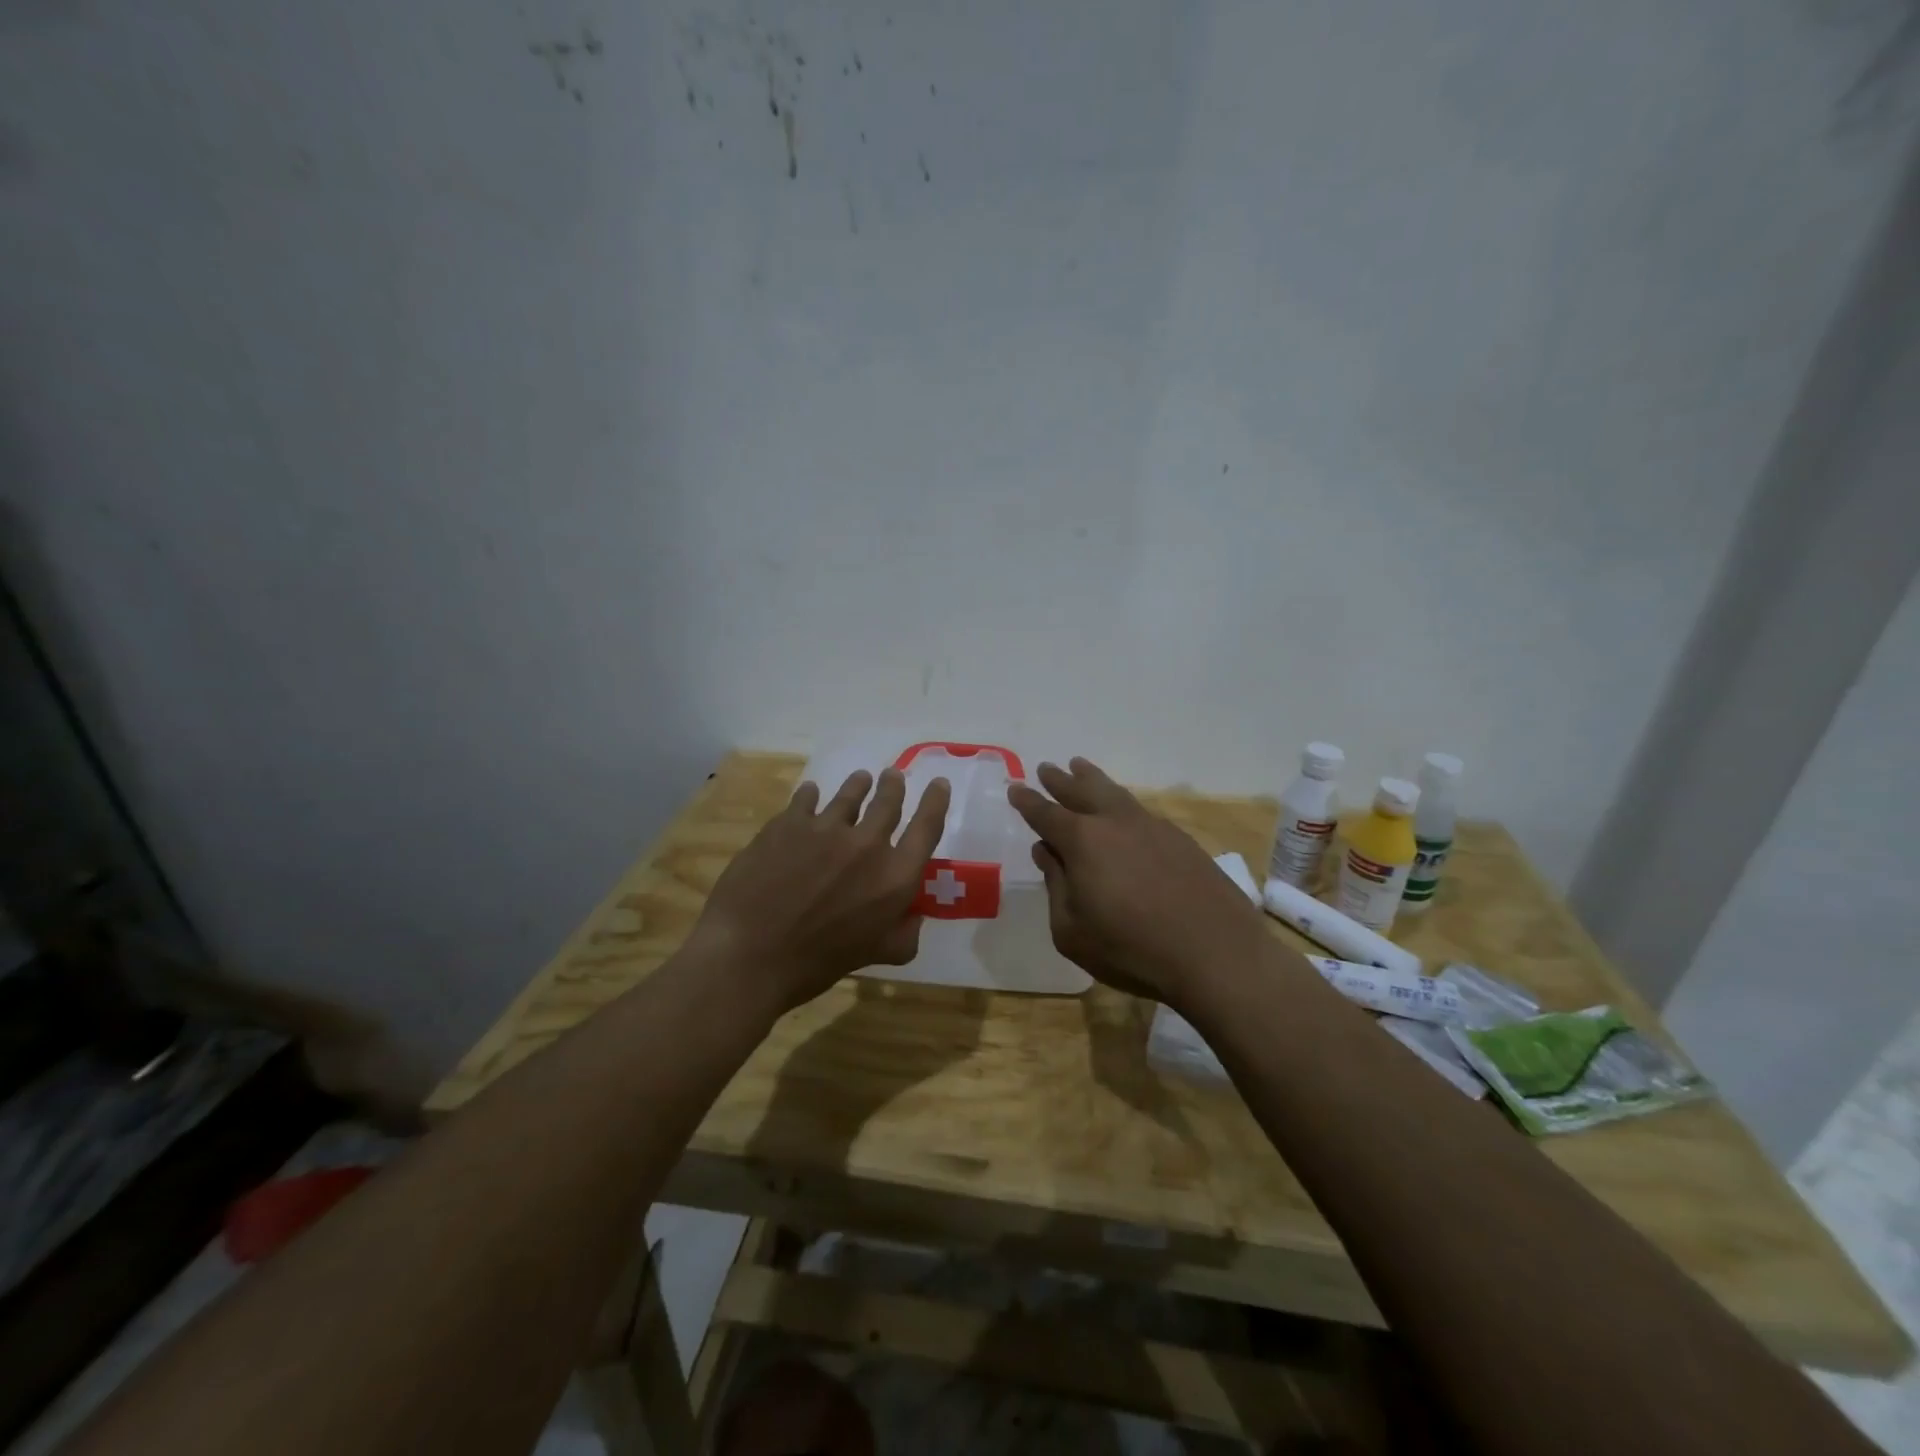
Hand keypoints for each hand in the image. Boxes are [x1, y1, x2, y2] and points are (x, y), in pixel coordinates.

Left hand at [687, 767, 951, 1016]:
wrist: (750, 954)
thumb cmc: (817, 963)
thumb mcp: (875, 955)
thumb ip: (903, 935)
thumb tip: (913, 917)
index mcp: (895, 876)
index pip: (927, 827)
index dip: (936, 801)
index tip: (939, 784)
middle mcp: (867, 844)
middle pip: (889, 801)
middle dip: (894, 785)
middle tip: (893, 776)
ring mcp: (825, 828)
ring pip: (849, 794)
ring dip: (859, 785)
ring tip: (860, 779)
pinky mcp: (788, 823)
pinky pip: (806, 799)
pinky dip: (812, 795)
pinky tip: (810, 793)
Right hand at [1008, 758, 1268, 1007]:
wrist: (1216, 953)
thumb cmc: (1131, 949)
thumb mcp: (1072, 930)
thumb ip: (1055, 886)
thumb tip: (1046, 852)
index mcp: (1082, 841)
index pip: (1045, 814)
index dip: (1027, 801)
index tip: (1015, 788)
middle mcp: (1115, 823)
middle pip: (1081, 792)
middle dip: (1060, 781)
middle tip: (1047, 768)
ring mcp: (1152, 827)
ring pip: (1114, 793)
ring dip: (1093, 780)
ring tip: (1080, 767)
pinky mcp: (1181, 840)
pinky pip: (1141, 811)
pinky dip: (1123, 803)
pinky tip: (1124, 812)